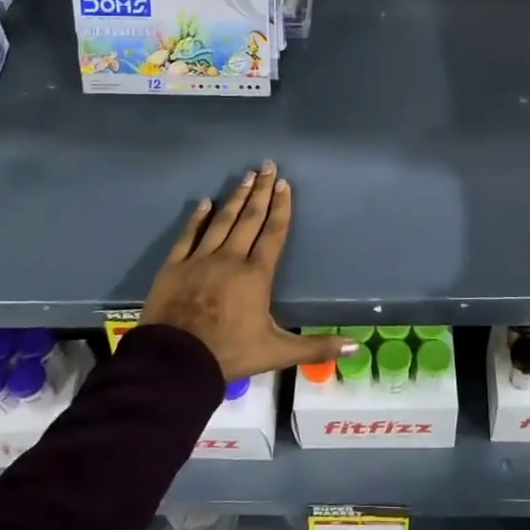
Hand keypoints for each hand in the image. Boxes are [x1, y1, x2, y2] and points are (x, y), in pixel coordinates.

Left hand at [141, 162, 354, 381]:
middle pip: (249, 219)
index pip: (273, 233)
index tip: (284, 184)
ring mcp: (200, 260)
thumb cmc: (229, 354)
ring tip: (245, 176)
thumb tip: (355, 348)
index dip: (281, 208)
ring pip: (222, 221)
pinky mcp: (174, 266)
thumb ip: (315, 347)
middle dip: (261, 192)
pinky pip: (188, 236)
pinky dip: (197, 218)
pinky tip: (205, 202)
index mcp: (256, 275)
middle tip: (267, 166)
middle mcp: (230, 259)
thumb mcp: (277, 353)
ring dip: (235, 198)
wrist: (175, 364)